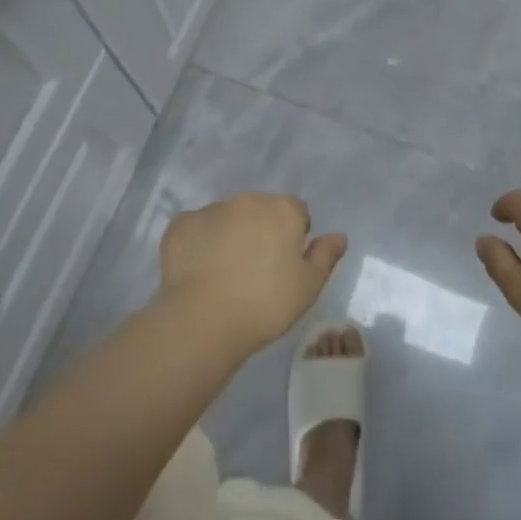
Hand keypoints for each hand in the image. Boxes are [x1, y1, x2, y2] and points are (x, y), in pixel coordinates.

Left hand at [158, 193, 346, 356]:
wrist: (204, 319)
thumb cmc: (266, 304)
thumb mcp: (308, 287)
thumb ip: (325, 256)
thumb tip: (339, 236)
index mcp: (282, 209)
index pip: (296, 212)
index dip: (294, 236)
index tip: (285, 265)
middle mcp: (248, 200)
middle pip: (261, 211)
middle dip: (261, 231)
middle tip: (256, 271)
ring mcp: (212, 209)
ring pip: (227, 218)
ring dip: (230, 235)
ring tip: (224, 275)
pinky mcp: (181, 224)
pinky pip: (197, 230)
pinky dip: (200, 244)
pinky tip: (199, 273)